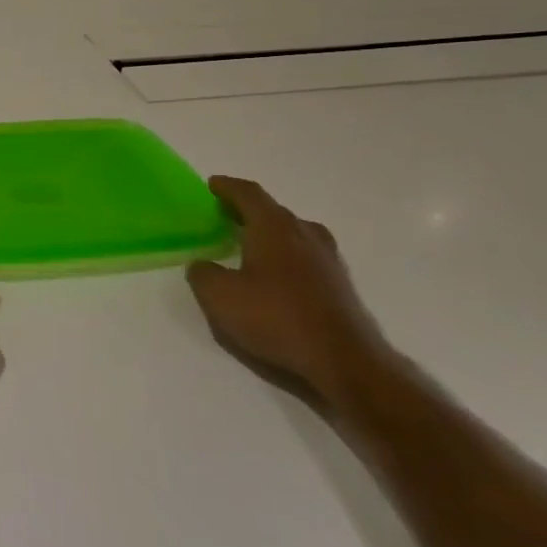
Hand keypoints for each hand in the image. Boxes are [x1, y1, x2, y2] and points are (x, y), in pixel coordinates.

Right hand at [185, 176, 391, 414]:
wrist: (344, 361)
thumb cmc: (276, 318)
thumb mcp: (219, 296)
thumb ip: (202, 274)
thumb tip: (202, 265)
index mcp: (273, 226)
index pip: (248, 193)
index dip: (228, 187)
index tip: (212, 185)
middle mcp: (304, 234)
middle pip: (273, 211)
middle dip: (248, 210)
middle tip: (225, 216)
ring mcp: (328, 259)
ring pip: (294, 233)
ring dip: (271, 233)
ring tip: (251, 245)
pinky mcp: (340, 285)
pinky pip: (307, 257)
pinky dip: (288, 256)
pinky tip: (277, 277)